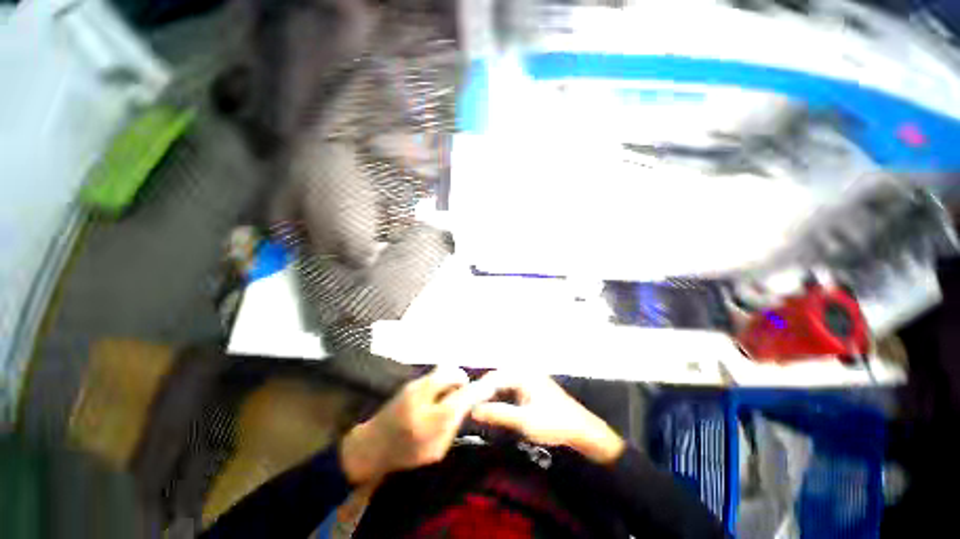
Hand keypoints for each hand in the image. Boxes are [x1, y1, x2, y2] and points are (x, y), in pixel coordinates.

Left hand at [339, 367, 498, 484]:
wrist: (370, 446)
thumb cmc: (405, 454)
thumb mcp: (436, 450)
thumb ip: (454, 425)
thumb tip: (468, 404)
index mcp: (433, 418)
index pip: (464, 396)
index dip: (481, 388)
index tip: (493, 384)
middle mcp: (424, 394)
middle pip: (452, 372)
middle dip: (462, 380)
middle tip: (463, 394)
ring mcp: (415, 385)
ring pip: (443, 370)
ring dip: (451, 379)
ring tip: (449, 396)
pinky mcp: (410, 383)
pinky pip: (434, 374)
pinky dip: (442, 381)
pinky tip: (437, 395)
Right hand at [470, 372, 625, 464]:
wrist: (581, 429)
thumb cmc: (554, 424)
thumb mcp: (525, 421)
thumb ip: (498, 414)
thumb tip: (473, 410)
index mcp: (522, 374)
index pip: (493, 378)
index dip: (477, 390)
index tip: (464, 404)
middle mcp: (524, 371)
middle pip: (496, 378)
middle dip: (483, 392)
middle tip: (469, 408)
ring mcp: (528, 378)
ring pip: (502, 383)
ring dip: (491, 395)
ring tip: (478, 409)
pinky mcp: (531, 386)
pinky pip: (509, 388)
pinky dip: (500, 397)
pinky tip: (495, 408)